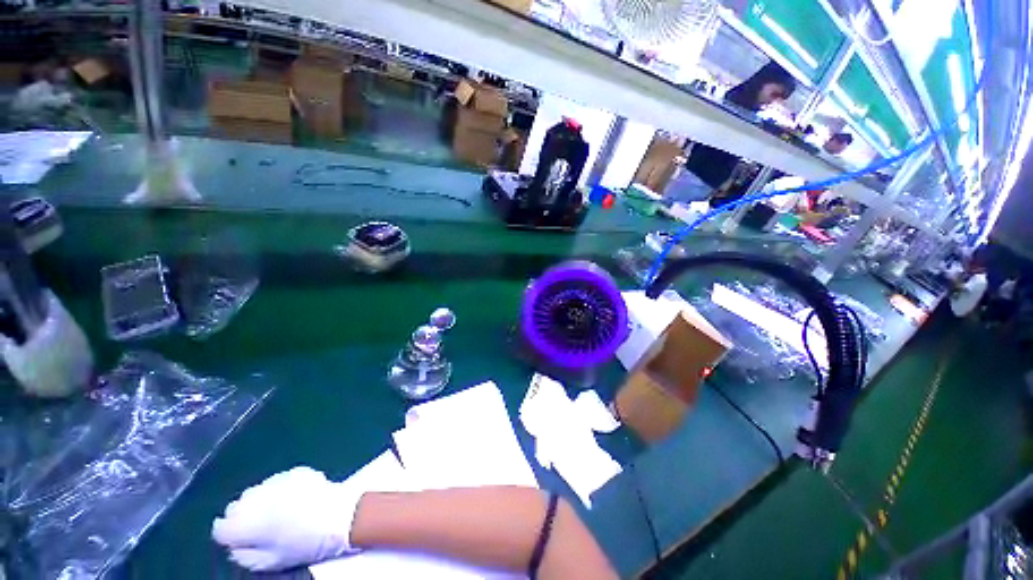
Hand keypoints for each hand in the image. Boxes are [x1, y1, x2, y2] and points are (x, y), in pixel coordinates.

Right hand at [212, 466, 363, 571]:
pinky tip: (294, 498)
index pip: (220, 526)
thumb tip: (236, 544)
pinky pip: (278, 482)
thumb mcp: (269, 562)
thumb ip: (243, 554)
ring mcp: (276, 480)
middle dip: (244, 515)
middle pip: (237, 506)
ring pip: (256, 492)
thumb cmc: (304, 545)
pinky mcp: (294, 471)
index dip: (230, 535)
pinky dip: (280, 490)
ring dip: (262, 501)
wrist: (339, 515)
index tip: (242, 539)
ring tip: (280, 511)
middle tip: (262, 526)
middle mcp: (256, 498)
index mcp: (246, 523)